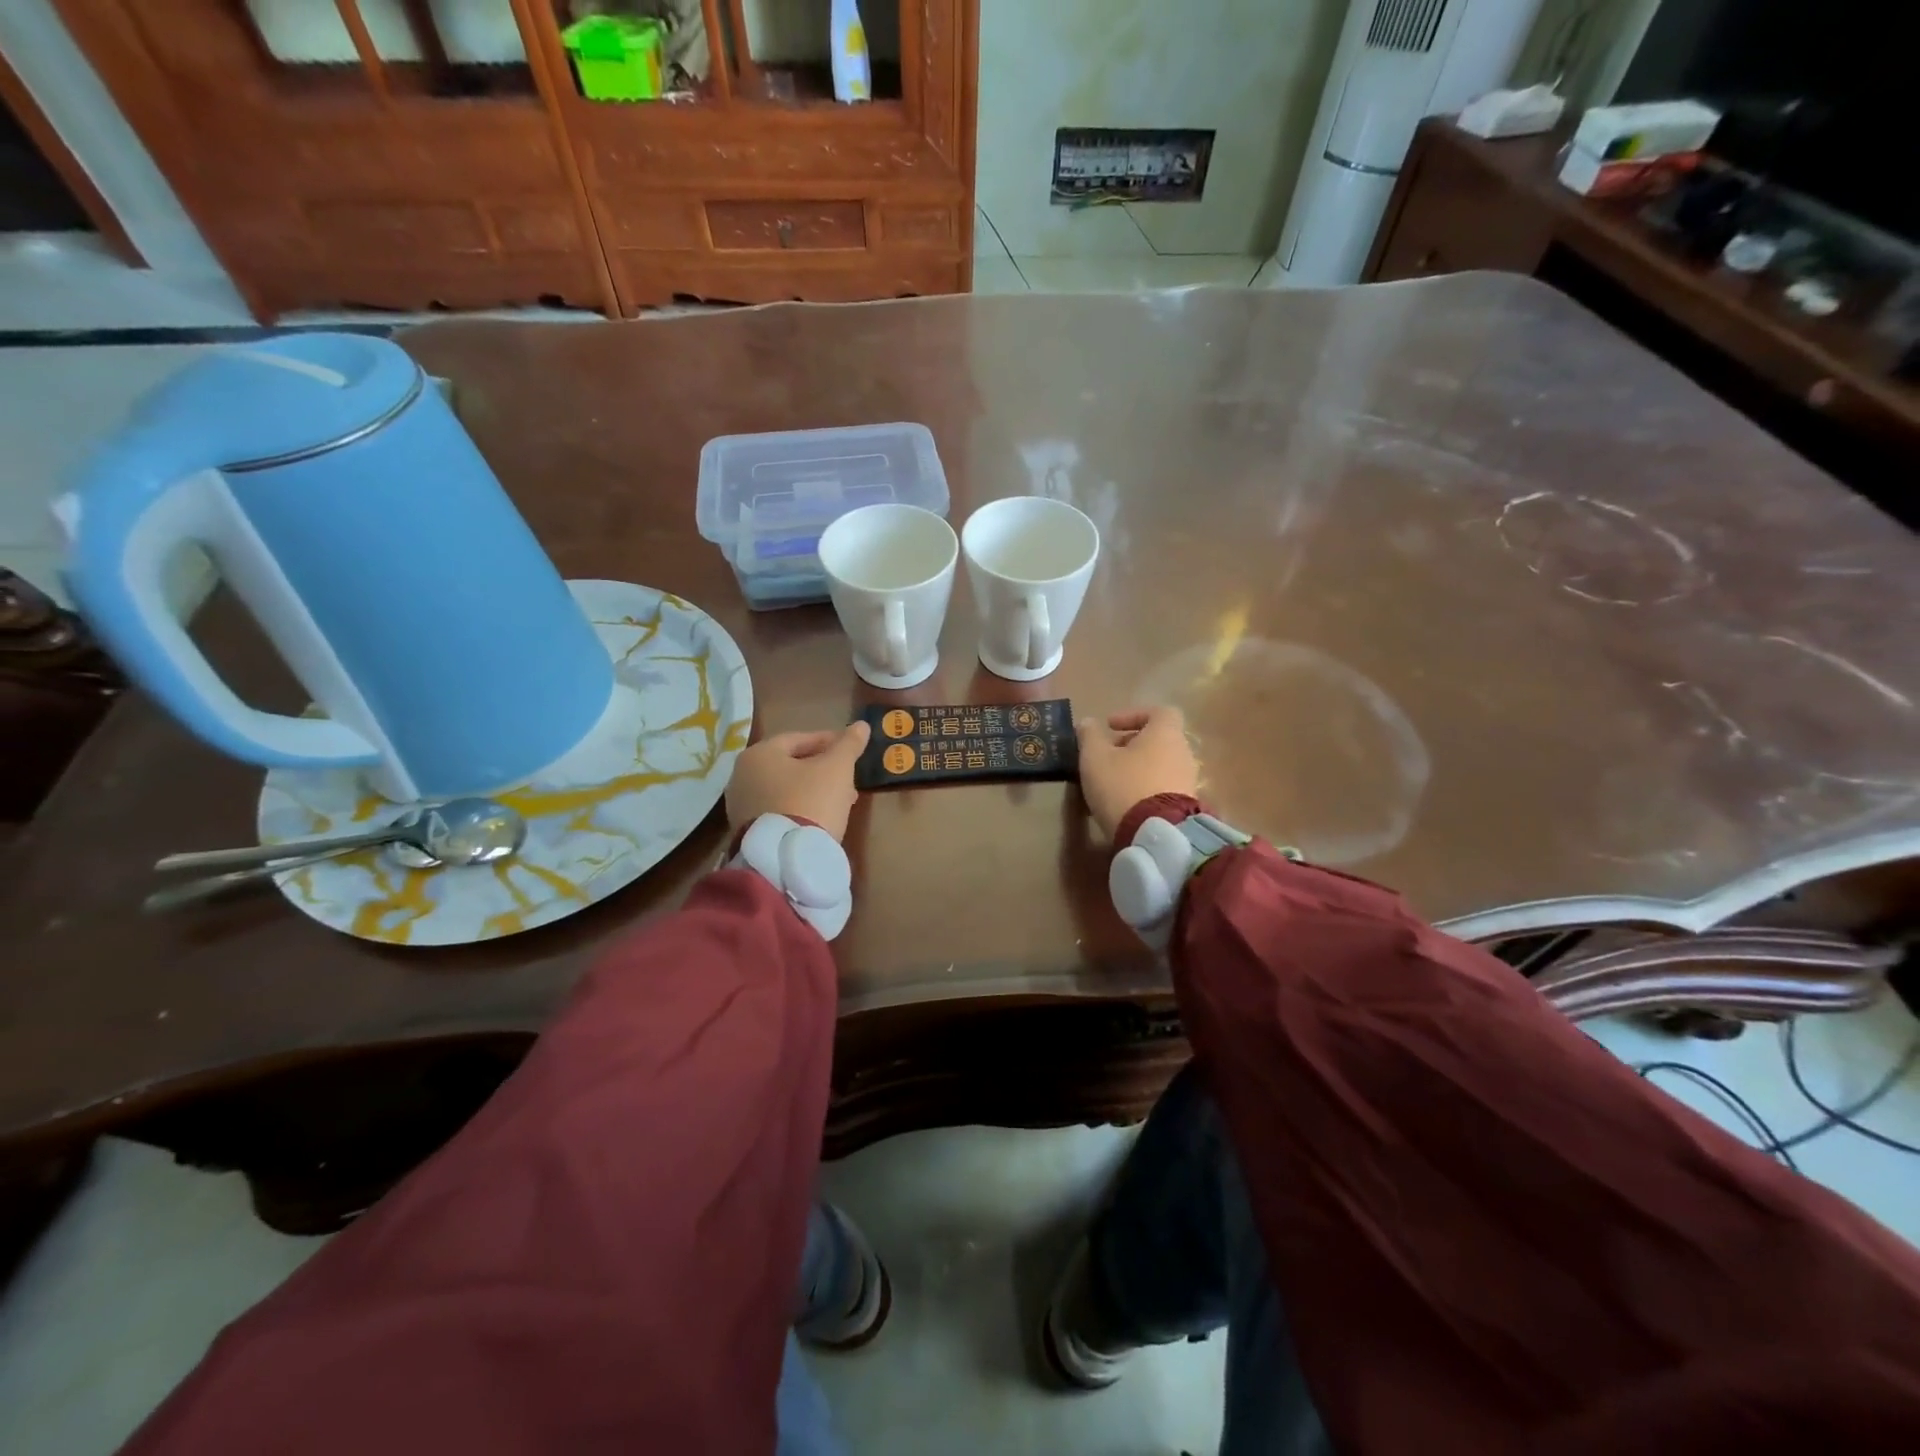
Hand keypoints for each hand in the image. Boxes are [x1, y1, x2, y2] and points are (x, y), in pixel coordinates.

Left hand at [725, 722, 870, 842]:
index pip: (799, 739)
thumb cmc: (811, 801)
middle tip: (849, 778)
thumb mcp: (837, 769)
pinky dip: (800, 808)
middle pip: (791, 765)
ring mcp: (740, 806)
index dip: (829, 741)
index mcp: (759, 754)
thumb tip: (861, 725)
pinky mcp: (747, 831)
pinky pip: (779, 810)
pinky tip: (821, 818)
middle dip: (823, 769)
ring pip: (786, 789)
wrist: (785, 859)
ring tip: (841, 801)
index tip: (850, 749)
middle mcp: (742, 776)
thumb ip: (849, 744)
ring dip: (814, 790)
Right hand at [1077, 706, 1199, 840]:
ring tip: (1113, 782)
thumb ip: (1089, 736)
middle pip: (1159, 740)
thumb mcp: (1095, 758)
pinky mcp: (1186, 806)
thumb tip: (1087, 723)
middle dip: (1132, 745)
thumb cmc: (1123, 785)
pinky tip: (1126, 802)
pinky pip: (1164, 787)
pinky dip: (1146, 788)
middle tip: (1107, 756)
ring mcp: (1188, 780)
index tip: (1110, 727)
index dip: (1133, 715)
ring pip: (1161, 765)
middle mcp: (1183, 752)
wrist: (1155, 834)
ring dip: (1138, 768)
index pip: (1159, 712)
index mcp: (1165, 733)